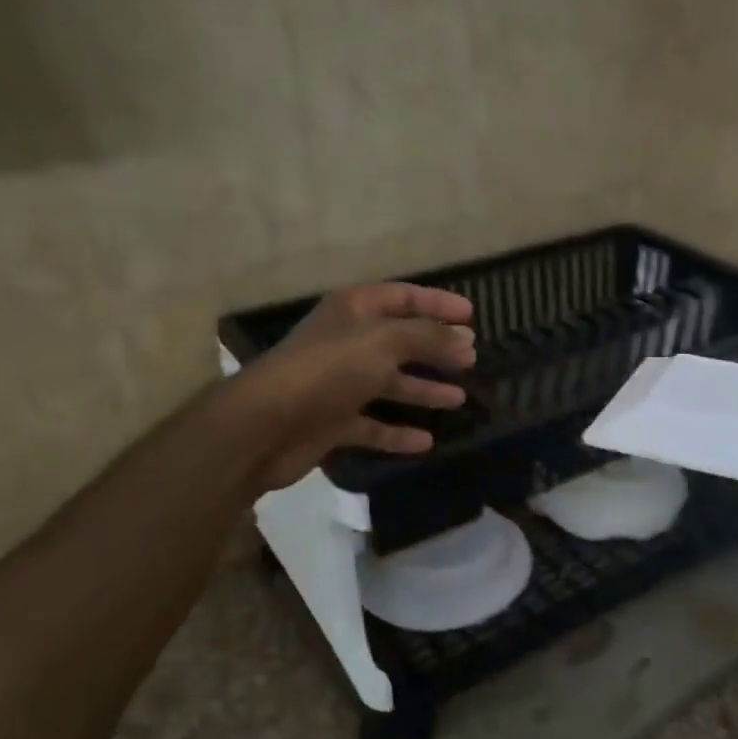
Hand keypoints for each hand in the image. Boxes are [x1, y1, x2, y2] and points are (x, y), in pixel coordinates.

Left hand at [231, 282, 476, 494]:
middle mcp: (347, 343)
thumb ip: (428, 337)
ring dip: (424, 390)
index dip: (437, 303)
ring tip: (459, 398)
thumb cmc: (327, 370)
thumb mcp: (384, 343)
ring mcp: (339, 385)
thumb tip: (466, 339)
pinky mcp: (334, 422)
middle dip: (435, 348)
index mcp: (353, 311)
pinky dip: (398, 434)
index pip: (403, 298)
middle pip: (399, 341)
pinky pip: (374, 425)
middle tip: (471, 358)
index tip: (471, 315)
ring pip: (390, 384)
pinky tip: (427, 441)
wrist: (265, 426)